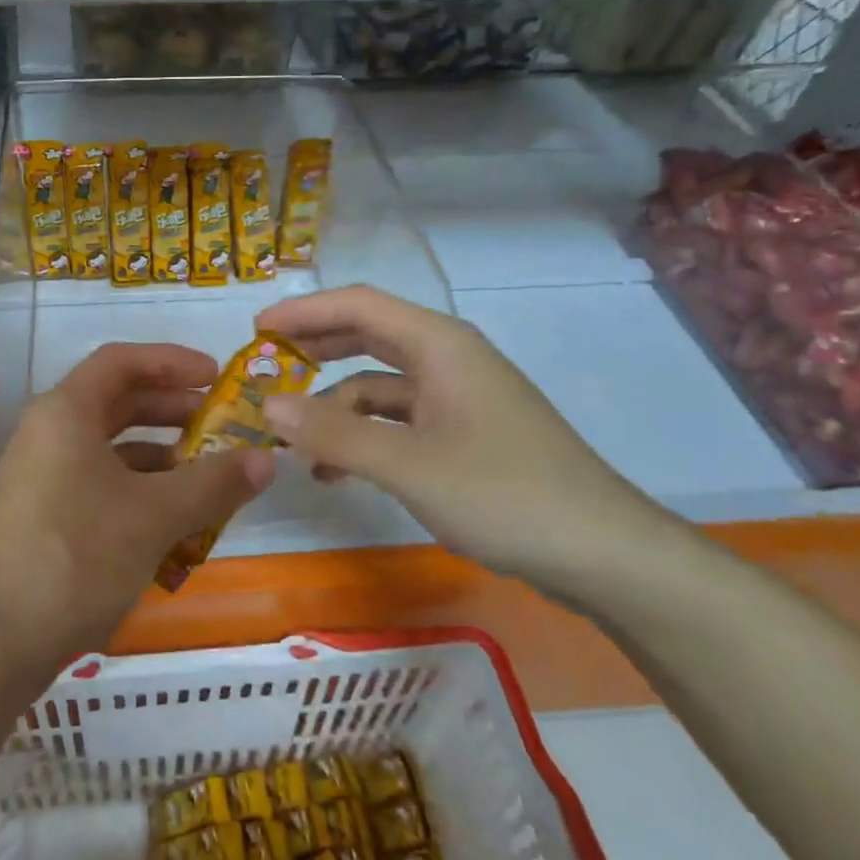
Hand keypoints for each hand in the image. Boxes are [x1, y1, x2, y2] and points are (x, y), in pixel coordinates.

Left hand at [0, 343, 275, 668]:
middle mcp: (48, 433)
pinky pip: (98, 484)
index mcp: (66, 412)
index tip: (216, 377)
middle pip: (117, 402)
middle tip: (220, 426)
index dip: (172, 361)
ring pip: (110, 448)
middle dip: (172, 411)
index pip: (121, 361)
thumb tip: (266, 459)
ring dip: (160, 457)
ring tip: (206, 479)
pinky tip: (173, 525)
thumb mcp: (156, 515)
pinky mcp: (42, 515)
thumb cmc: (79, 556)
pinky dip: (138, 492)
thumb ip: (213, 483)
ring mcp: (41, 476)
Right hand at [256, 286, 690, 600]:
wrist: (604, 555)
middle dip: (314, 351)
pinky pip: (399, 421)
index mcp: (439, 344)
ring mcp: (459, 398)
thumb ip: (333, 433)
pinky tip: (337, 472)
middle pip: (367, 336)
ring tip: (294, 444)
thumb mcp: (407, 464)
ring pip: (379, 385)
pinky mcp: (465, 435)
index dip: (303, 312)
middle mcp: (448, 359)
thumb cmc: (504, 494)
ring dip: (334, 408)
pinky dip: (363, 436)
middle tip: (264, 369)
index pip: (358, 305)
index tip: (255, 330)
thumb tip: (266, 406)